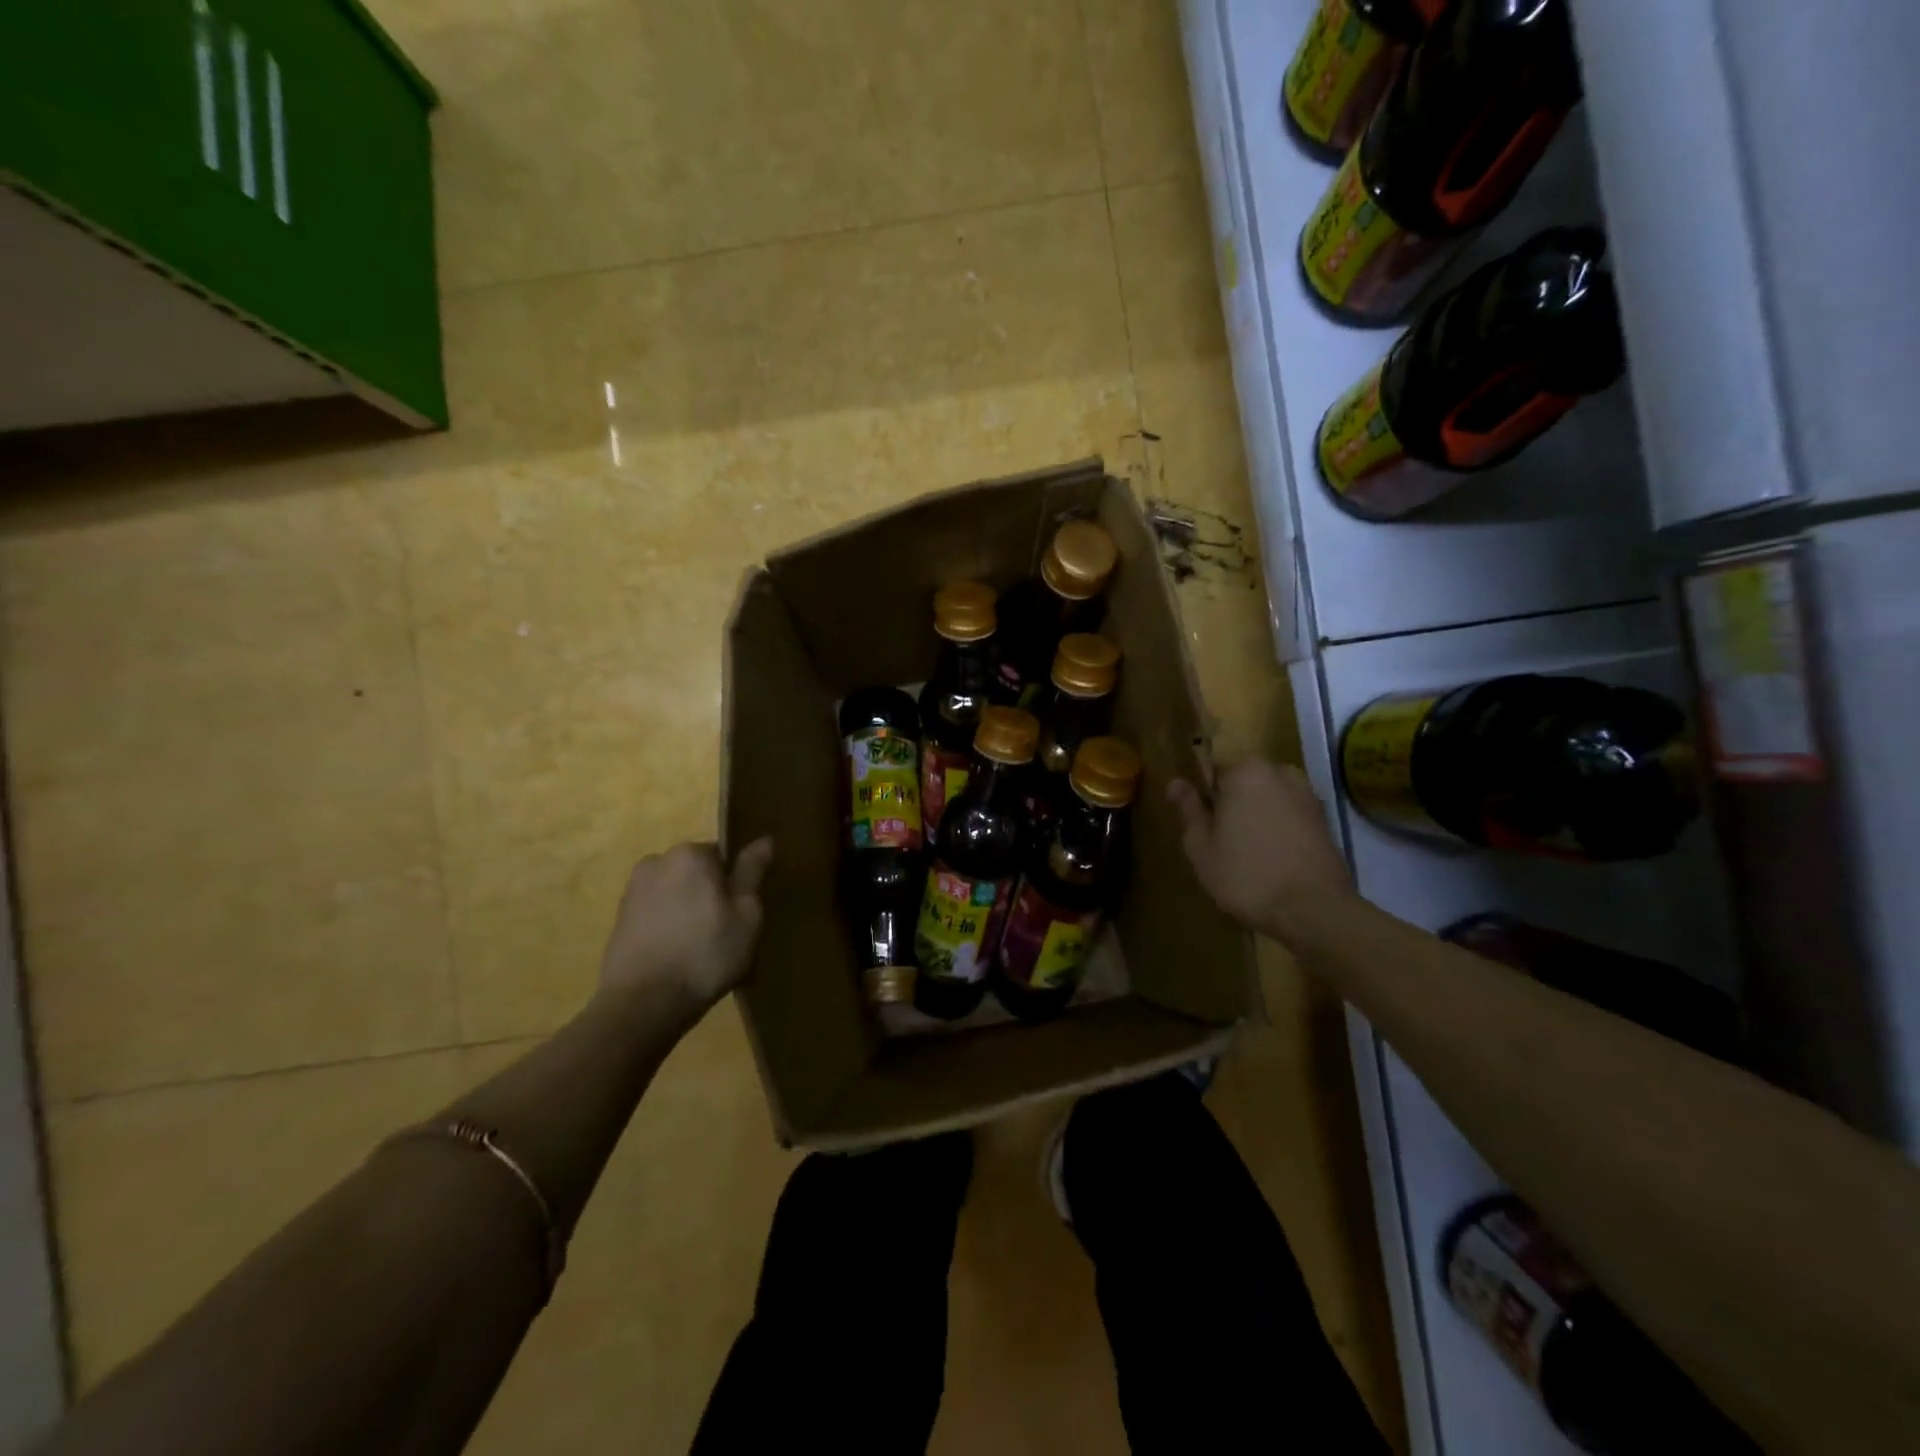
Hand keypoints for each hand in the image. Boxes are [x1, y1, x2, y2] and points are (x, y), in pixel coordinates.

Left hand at [597, 838, 773, 1010]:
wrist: (643, 1003)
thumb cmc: (706, 954)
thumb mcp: (746, 914)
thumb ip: (752, 872)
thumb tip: (764, 839)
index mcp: (691, 854)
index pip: (724, 855)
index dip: (736, 884)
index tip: (740, 912)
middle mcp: (657, 861)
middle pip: (697, 871)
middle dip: (709, 894)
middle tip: (723, 931)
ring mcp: (633, 890)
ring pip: (675, 892)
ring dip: (687, 909)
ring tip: (698, 947)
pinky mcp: (619, 918)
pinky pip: (656, 911)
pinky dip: (667, 925)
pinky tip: (676, 954)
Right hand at [1169, 759, 1352, 944]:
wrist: (1314, 910)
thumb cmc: (1246, 875)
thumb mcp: (1201, 846)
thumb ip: (1189, 809)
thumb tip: (1175, 782)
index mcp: (1245, 771)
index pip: (1212, 772)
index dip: (1204, 800)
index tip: (1202, 827)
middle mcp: (1280, 772)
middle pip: (1243, 784)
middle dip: (1232, 807)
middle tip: (1222, 845)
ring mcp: (1307, 795)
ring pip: (1268, 800)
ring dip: (1256, 819)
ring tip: (1248, 856)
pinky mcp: (1325, 820)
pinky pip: (1289, 816)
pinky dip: (1279, 831)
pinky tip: (1272, 861)